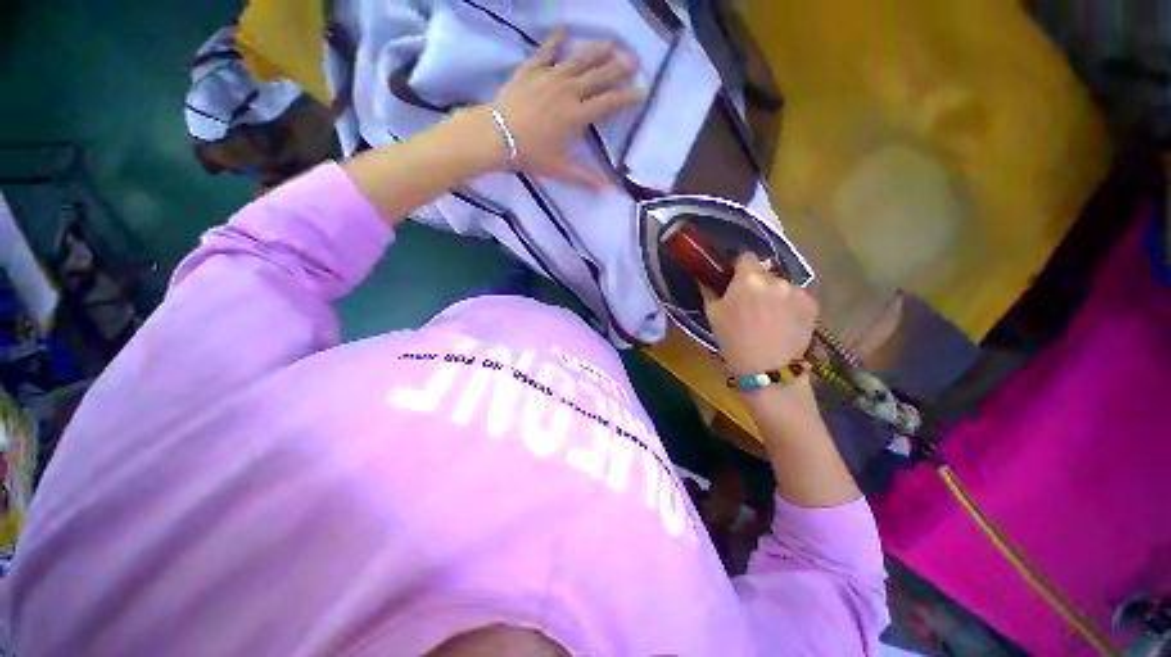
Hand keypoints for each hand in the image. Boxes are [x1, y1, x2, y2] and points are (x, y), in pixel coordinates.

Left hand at [491, 29, 640, 188]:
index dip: (625, 98)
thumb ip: (585, 177)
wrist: (497, 136)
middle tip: (634, 61)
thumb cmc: (530, 154)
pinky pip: (546, 51)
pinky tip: (565, 29)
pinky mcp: (531, 69)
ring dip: (596, 51)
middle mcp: (568, 91)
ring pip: (578, 60)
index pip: (607, 104)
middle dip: (618, 69)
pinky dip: (556, 40)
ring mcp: (549, 77)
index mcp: (576, 116)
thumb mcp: (560, 169)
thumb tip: (607, 191)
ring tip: (611, 44)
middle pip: (598, 77)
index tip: (640, 92)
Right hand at [702, 254, 818, 376]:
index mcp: (748, 278)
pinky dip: (790, 304)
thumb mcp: (712, 314)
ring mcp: (797, 291)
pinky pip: (797, 296)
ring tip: (769, 317)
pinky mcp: (812, 304)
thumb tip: (705, 277)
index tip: (735, 280)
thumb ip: (709, 290)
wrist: (766, 368)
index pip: (746, 256)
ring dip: (774, 294)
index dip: (739, 267)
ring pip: (781, 284)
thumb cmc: (732, 340)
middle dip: (757, 283)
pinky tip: (783, 322)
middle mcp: (775, 278)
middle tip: (750, 303)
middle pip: (765, 272)